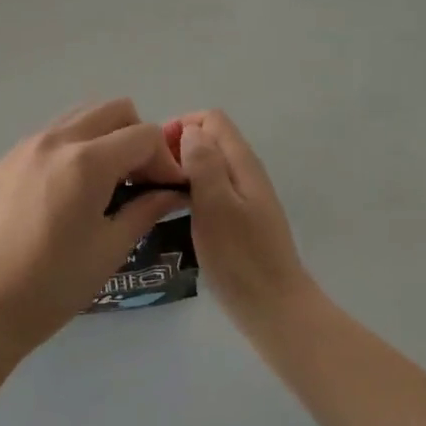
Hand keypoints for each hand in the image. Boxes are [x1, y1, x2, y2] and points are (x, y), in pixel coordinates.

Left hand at [0, 98, 188, 355]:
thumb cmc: (54, 285)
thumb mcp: (111, 249)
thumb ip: (146, 209)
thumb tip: (172, 192)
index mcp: (87, 161)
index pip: (145, 135)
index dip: (165, 160)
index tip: (167, 190)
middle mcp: (56, 140)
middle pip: (114, 110)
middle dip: (137, 138)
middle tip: (139, 179)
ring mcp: (25, 147)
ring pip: (80, 116)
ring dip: (104, 137)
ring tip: (105, 182)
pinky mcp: (4, 161)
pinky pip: (51, 136)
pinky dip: (73, 149)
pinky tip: (67, 192)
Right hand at [167, 110, 309, 310]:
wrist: (273, 307)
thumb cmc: (240, 257)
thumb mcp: (215, 205)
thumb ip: (204, 163)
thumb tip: (191, 130)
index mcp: (242, 162)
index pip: (211, 119)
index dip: (182, 126)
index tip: (157, 155)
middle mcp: (246, 172)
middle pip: (211, 139)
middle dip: (180, 147)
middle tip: (152, 176)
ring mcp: (246, 196)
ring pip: (211, 165)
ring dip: (184, 170)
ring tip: (158, 193)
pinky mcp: (241, 219)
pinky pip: (213, 189)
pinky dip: (193, 191)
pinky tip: (177, 214)